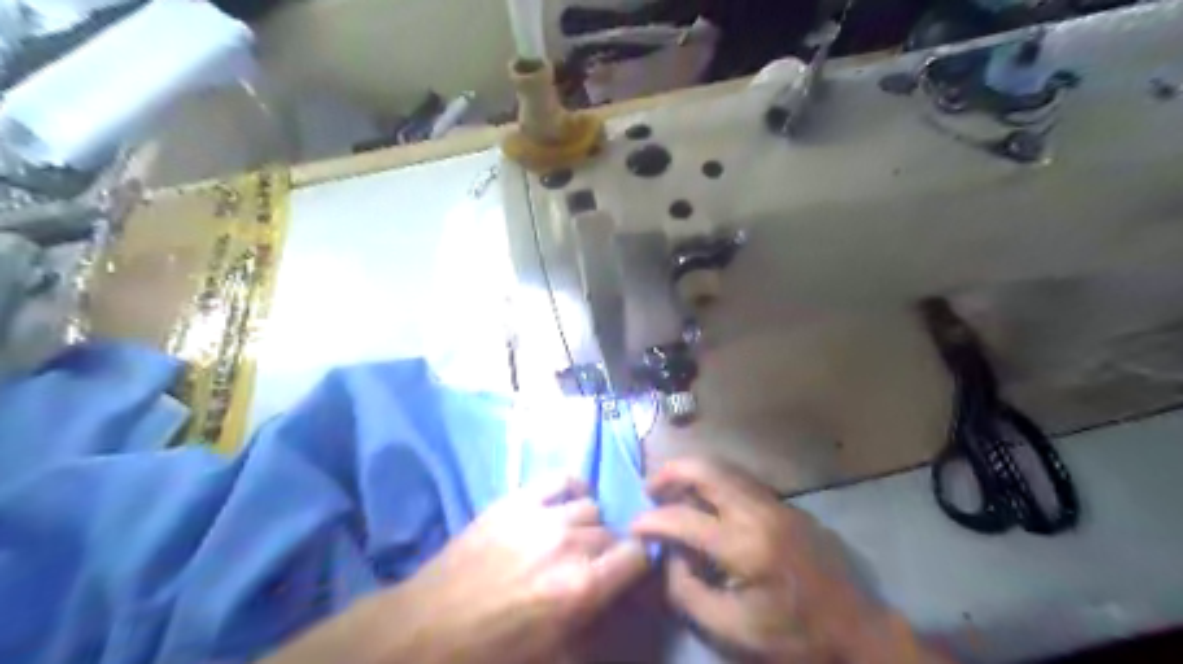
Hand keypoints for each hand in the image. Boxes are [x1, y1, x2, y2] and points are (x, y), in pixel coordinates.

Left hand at [265, 477, 645, 663]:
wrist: (427, 629)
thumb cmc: (491, 652)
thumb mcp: (554, 655)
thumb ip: (594, 627)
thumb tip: (615, 602)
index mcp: (581, 588)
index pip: (637, 556)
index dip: (637, 565)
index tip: (626, 575)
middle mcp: (569, 544)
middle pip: (611, 533)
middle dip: (607, 552)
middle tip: (588, 569)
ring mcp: (542, 516)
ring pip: (591, 507)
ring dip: (587, 526)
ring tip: (568, 542)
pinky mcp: (516, 500)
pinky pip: (561, 478)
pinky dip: (573, 487)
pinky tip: (567, 502)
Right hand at [627, 458, 942, 663]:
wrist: (856, 629)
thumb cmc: (793, 636)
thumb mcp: (733, 630)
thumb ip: (689, 592)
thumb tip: (669, 557)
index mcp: (745, 546)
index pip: (684, 519)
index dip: (652, 520)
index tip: (633, 525)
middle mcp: (759, 512)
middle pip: (707, 470)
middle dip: (672, 472)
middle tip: (650, 487)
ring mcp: (776, 503)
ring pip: (725, 468)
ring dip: (693, 473)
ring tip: (672, 489)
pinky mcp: (787, 505)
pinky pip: (741, 480)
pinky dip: (714, 481)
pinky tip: (706, 501)